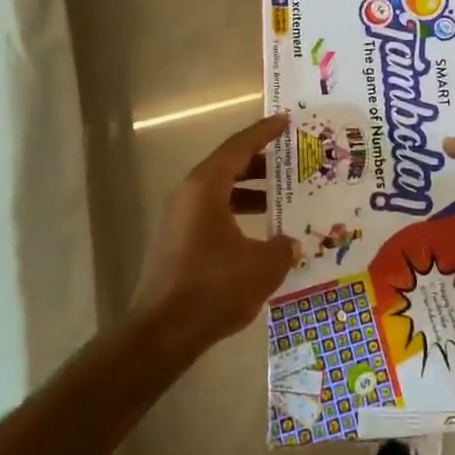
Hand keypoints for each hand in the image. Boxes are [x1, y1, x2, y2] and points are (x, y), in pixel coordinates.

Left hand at [131, 113, 299, 355]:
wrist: (163, 333)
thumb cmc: (215, 286)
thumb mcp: (263, 265)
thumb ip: (282, 247)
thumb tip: (290, 243)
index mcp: (206, 186)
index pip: (239, 146)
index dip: (264, 132)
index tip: (286, 121)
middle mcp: (189, 195)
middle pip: (228, 166)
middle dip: (260, 163)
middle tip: (290, 161)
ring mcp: (179, 220)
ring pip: (220, 193)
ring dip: (250, 192)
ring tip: (281, 197)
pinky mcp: (178, 245)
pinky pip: (214, 215)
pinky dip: (238, 215)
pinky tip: (260, 234)